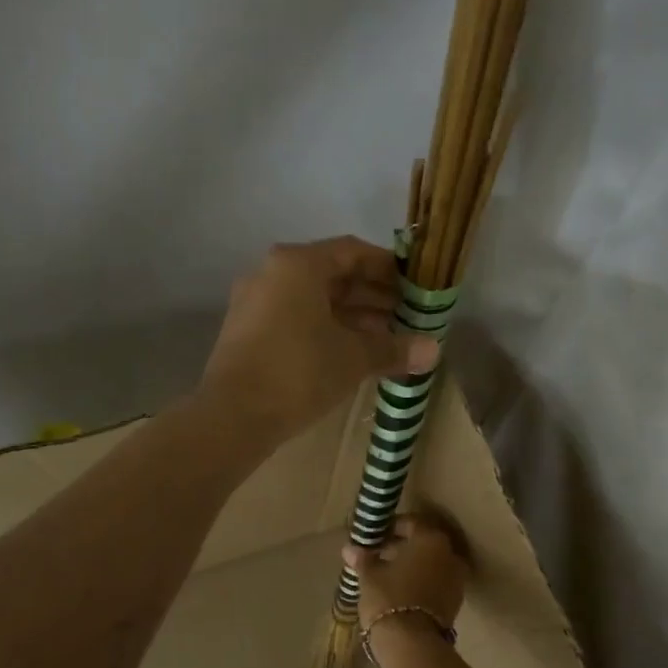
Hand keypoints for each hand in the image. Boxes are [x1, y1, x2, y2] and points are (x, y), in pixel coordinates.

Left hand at [199, 237, 440, 446]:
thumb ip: (394, 348)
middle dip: (373, 297)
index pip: (353, 252)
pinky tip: (351, 355)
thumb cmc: (299, 372)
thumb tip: (434, 350)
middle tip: (407, 318)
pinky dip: (326, 331)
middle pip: (332, 276)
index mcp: (298, 264)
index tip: (416, 287)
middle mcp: (272, 274)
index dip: (389, 269)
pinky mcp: (247, 333)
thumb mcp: (354, 358)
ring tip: (386, 340)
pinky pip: (296, 320)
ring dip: (352, 317)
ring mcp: (255, 304)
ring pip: (314, 301)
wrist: (233, 416)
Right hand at [342, 514, 468, 636]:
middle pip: (424, 544)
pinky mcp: (455, 602)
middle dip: (402, 547)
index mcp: (431, 540)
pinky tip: (401, 591)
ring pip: (432, 564)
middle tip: (378, 554)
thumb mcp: (370, 576)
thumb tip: (349, 549)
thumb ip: (363, 559)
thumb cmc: (389, 598)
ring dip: (412, 566)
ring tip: (387, 575)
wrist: (412, 643)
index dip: (391, 527)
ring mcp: (457, 579)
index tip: (375, 535)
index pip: (411, 523)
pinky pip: (436, 582)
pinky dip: (421, 582)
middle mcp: (450, 555)